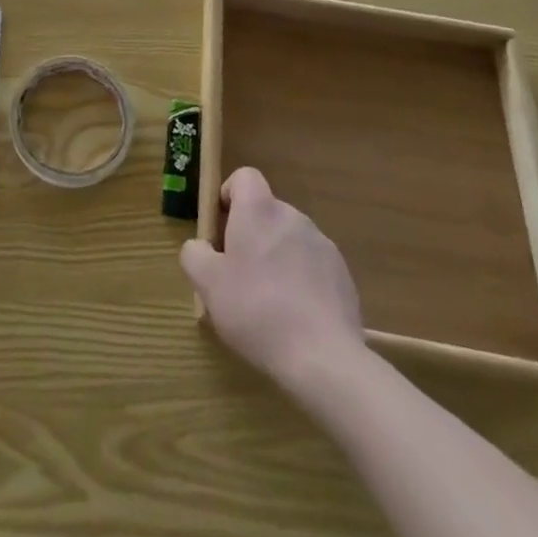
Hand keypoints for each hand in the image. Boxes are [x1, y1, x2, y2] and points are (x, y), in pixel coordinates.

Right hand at [181, 167, 363, 387]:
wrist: (324, 359)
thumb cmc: (257, 310)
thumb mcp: (207, 284)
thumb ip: (194, 254)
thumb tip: (201, 247)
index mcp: (259, 209)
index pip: (244, 177)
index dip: (229, 196)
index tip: (221, 230)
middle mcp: (292, 216)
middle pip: (265, 211)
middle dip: (250, 234)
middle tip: (238, 274)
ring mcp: (322, 245)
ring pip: (288, 239)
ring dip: (276, 257)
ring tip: (268, 302)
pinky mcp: (342, 274)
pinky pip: (312, 265)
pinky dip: (300, 280)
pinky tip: (296, 316)